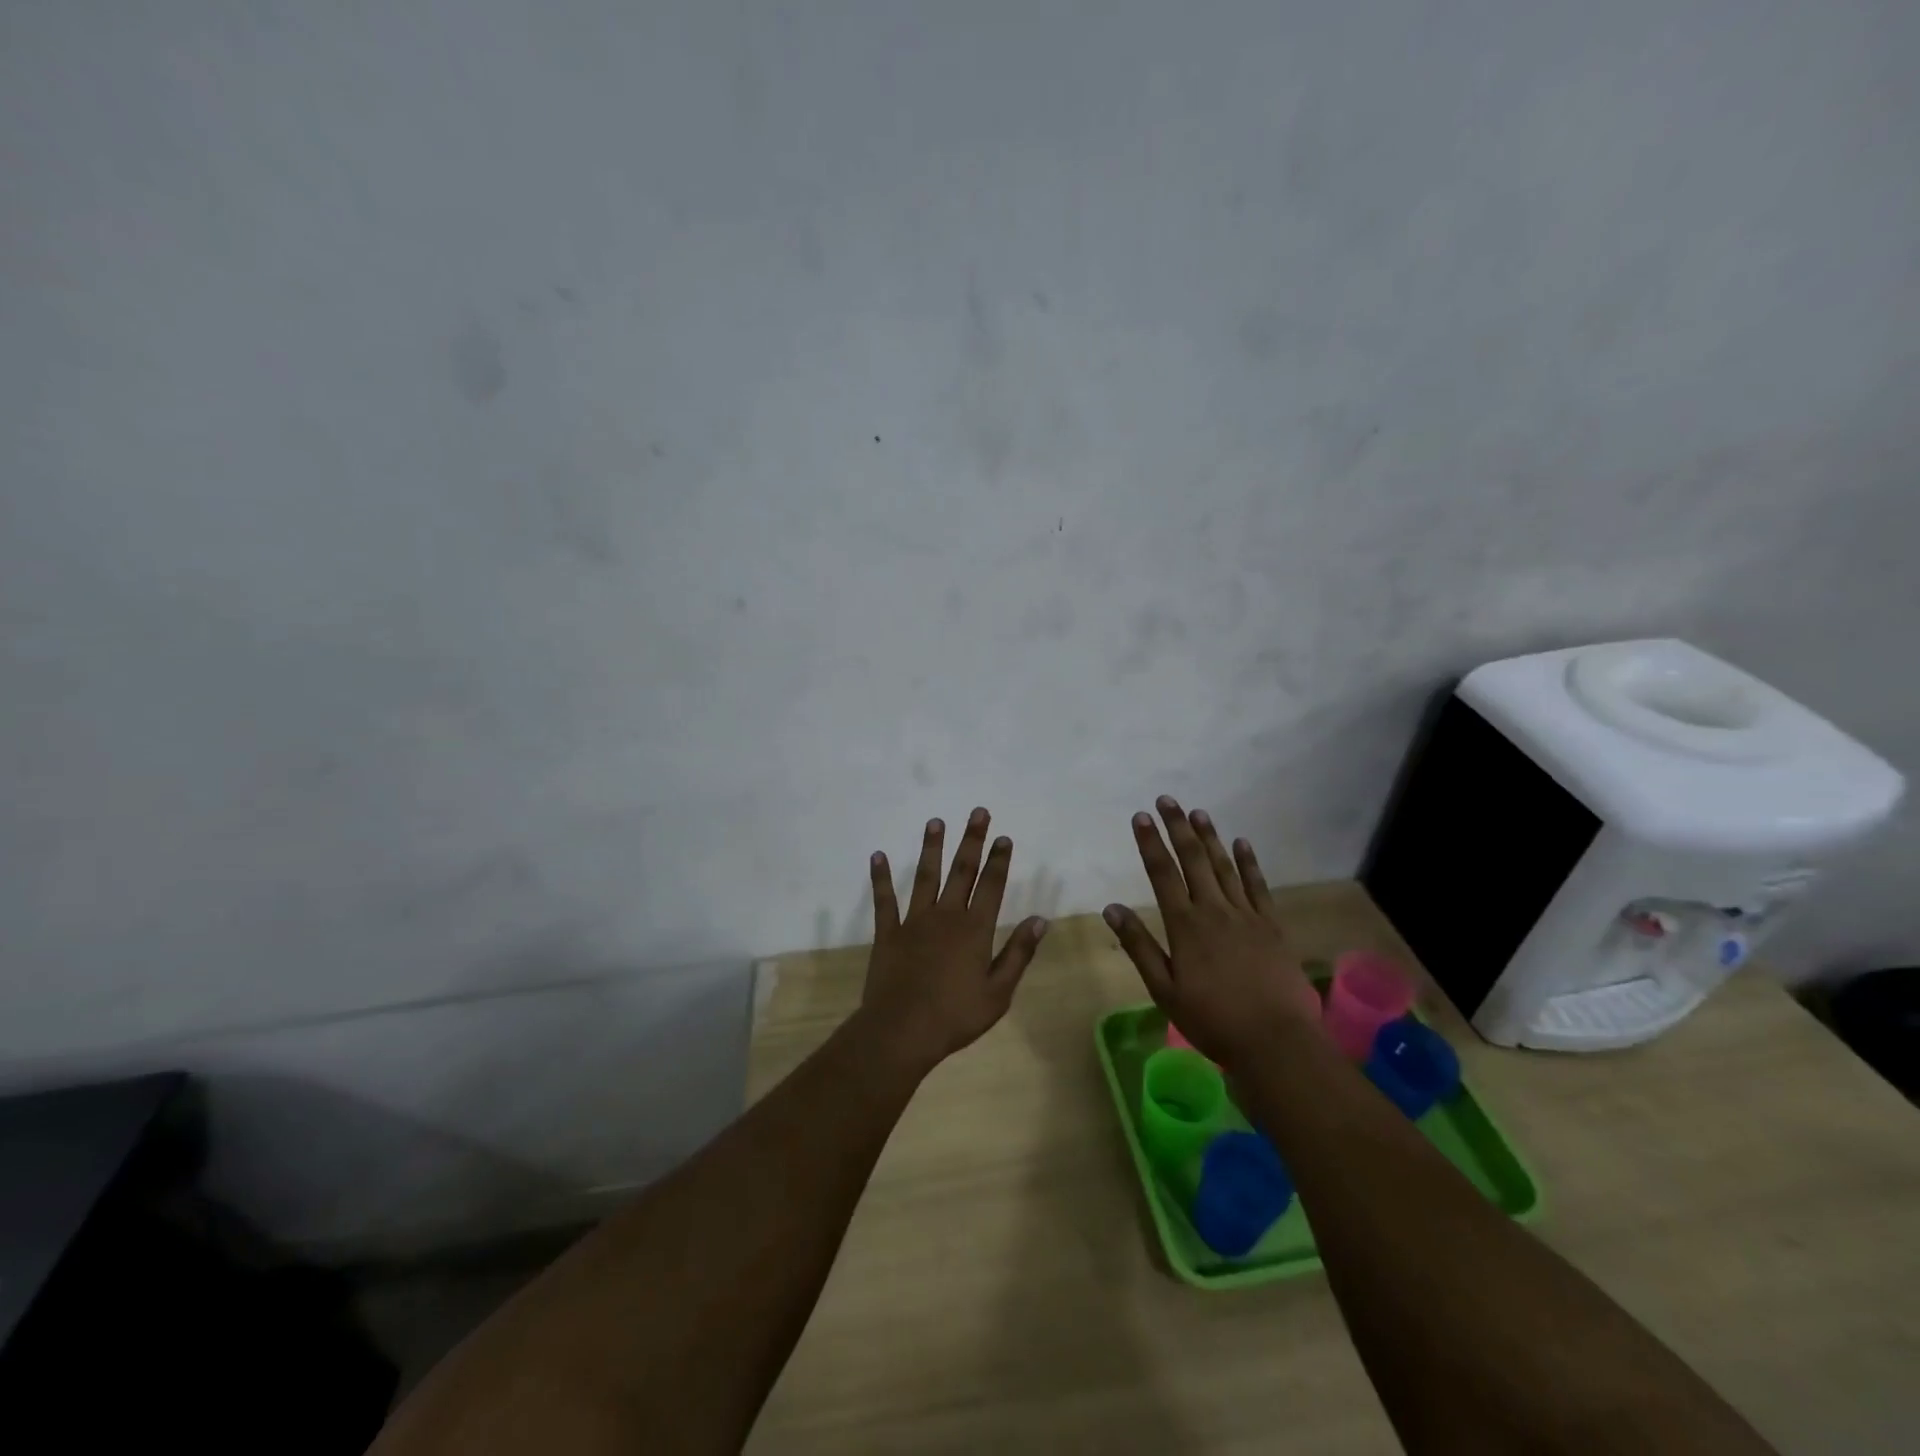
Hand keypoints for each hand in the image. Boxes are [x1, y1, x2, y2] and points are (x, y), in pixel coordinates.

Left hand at [857, 807, 1048, 1074]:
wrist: (902, 1030)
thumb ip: (1018, 953)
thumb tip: (1039, 920)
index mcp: (974, 929)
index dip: (998, 860)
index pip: (991, 886)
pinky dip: (881, 877)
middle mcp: (946, 916)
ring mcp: (914, 921)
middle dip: (971, 840)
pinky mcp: (888, 933)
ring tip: (935, 821)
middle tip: (977, 812)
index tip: (1003, 837)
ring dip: (931, 848)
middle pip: (961, 871)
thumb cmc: (956, 1016)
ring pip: (925, 876)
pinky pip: (885, 900)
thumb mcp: (999, 991)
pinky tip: (878, 856)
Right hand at [1104, 796, 1320, 1068]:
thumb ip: (1139, 946)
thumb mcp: (1164, 990)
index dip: (1150, 843)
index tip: (1140, 817)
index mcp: (1185, 926)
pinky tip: (1241, 843)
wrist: (1275, 1040)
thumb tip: (1112, 909)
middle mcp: (1214, 910)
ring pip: (1224, 866)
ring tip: (1198, 813)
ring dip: (1210, 837)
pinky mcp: (1271, 926)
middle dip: (1178, 828)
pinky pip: (1258, 886)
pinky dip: (1249, 862)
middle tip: (1167, 800)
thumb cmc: (1212, 1019)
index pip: (1163, 874)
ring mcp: (1246, 915)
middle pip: (1194, 860)